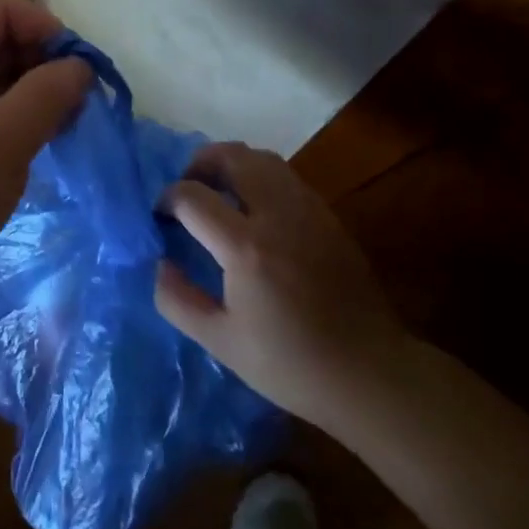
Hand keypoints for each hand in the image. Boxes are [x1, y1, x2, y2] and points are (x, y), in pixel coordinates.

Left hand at [0, 0, 91, 309]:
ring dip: (36, 90)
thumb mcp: (2, 143)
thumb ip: (46, 95)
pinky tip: (44, 137)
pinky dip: (19, 114)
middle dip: (44, 61)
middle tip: (80, 100)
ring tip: (68, 122)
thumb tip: (81, 67)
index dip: (44, 27)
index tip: (78, 67)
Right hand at [154, 142, 406, 439]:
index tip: (161, 217)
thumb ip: (178, 299)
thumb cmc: (290, 364)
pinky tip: (255, 210)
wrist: (369, 372)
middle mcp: (276, 214)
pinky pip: (285, 176)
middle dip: (199, 163)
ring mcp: (307, 209)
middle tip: (188, 188)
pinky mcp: (327, 215)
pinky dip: (259, 177)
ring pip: (262, 158)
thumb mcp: (220, 342)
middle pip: (231, 156)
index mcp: (246, 247)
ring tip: (219, 192)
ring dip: (232, 164)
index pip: (192, 196)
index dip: (167, 199)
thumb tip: (159, 262)